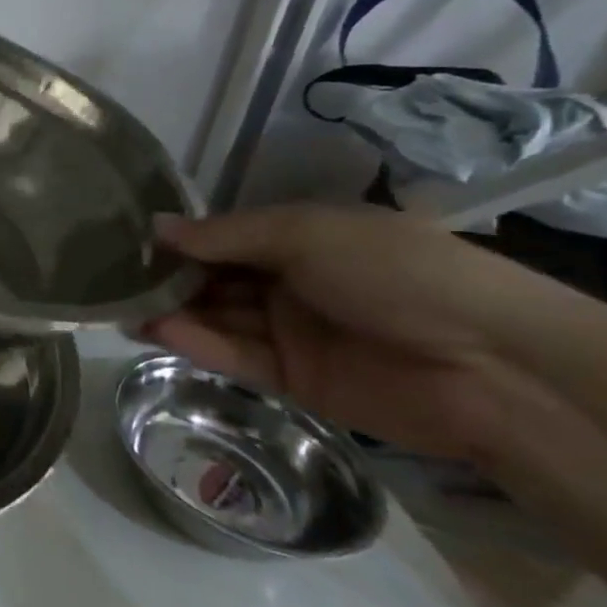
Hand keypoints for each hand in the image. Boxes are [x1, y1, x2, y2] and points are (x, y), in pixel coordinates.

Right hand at [144, 205, 560, 461]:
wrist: (491, 367)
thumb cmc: (396, 272)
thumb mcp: (306, 234)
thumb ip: (227, 235)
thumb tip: (156, 227)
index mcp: (304, 238)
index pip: (227, 236)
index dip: (183, 239)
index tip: (130, 242)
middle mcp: (293, 282)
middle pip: (218, 279)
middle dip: (171, 279)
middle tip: (115, 280)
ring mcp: (293, 332)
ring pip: (220, 318)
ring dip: (175, 313)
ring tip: (121, 309)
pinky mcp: (294, 380)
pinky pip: (236, 356)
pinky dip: (197, 344)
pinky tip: (156, 333)